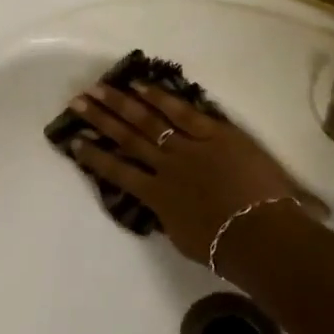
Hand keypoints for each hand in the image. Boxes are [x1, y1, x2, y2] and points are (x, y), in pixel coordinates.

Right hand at [68, 81, 322, 264]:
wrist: (260, 235)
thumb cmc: (224, 248)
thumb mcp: (183, 237)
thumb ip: (167, 216)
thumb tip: (160, 204)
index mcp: (157, 197)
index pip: (117, 172)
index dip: (94, 156)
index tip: (73, 140)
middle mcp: (166, 167)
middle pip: (127, 138)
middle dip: (100, 119)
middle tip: (78, 101)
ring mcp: (190, 147)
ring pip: (149, 121)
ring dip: (122, 103)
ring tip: (100, 88)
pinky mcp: (216, 134)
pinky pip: (184, 112)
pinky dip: (161, 97)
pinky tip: (140, 85)